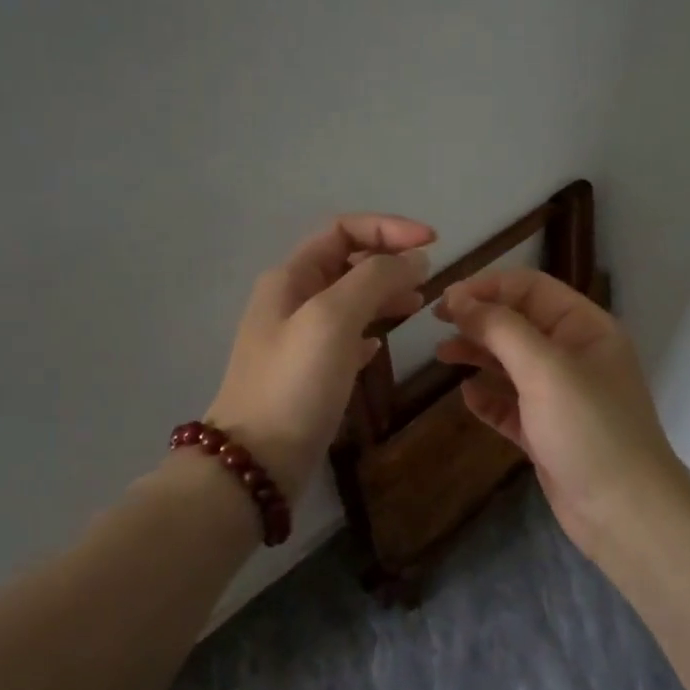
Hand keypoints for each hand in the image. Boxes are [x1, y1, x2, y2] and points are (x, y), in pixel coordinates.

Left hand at [203, 214, 435, 504]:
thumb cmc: (294, 383)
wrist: (256, 461)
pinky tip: (382, 345)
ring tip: (418, 305)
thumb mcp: (333, 318)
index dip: (389, 229)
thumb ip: (375, 279)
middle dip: (389, 261)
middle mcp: (291, 300)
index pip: (343, 230)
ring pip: (348, 300)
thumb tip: (414, 259)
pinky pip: (343, 338)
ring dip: (383, 294)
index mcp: (291, 277)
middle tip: (429, 281)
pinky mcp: (307, 373)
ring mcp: (298, 339)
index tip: (433, 245)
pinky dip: (367, 331)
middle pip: (346, 262)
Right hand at [434, 269, 687, 555]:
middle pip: (519, 323)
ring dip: (478, 355)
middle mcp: (574, 356)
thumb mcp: (545, 369)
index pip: (531, 289)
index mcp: (585, 329)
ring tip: (442, 355)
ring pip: (512, 364)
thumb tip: (460, 300)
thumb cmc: (589, 429)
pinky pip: (511, 405)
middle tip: (437, 322)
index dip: (488, 287)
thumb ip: (501, 329)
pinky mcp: (547, 432)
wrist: (624, 512)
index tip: (446, 299)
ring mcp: (561, 396)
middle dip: (479, 319)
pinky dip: (488, 397)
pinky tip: (466, 395)